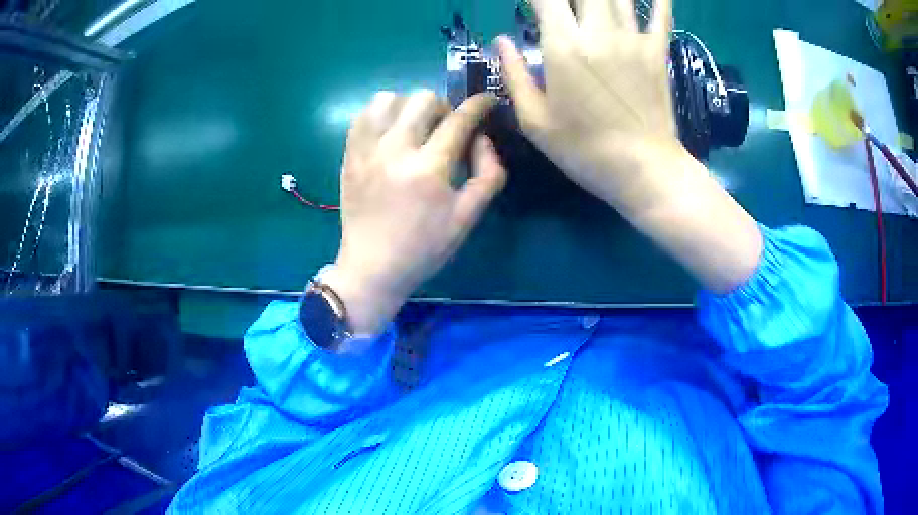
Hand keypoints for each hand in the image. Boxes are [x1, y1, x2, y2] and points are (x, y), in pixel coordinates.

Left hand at [323, 91, 505, 336]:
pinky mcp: (350, 155)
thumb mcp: (468, 218)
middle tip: (447, 129)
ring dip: (410, 106)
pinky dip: (382, 112)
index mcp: (429, 169)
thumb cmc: (424, 248)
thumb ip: (488, 174)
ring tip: (415, 127)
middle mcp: (395, 150)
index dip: (479, 104)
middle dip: (444, 107)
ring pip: (389, 98)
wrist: (372, 267)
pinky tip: (390, 130)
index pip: (460, 120)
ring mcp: (367, 150)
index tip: (487, 101)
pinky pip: (363, 114)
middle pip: (424, 99)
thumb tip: (483, 138)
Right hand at [497, 0, 679, 212]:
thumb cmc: (585, 150)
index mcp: (564, 46)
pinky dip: (659, 0)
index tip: (530, 4)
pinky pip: (660, 14)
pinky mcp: (658, 52)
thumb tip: (501, 42)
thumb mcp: (535, 122)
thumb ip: (514, 75)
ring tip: (593, 3)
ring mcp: (633, 39)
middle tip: (563, 6)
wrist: (645, 171)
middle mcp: (599, 32)